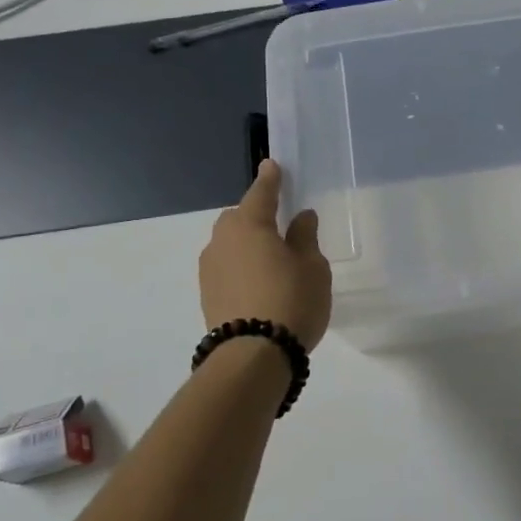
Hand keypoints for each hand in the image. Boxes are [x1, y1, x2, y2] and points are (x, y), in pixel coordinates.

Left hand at [199, 159, 331, 349]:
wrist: (253, 356)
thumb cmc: (291, 300)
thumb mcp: (312, 267)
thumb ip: (305, 237)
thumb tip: (300, 217)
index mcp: (250, 225)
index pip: (261, 192)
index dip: (270, 179)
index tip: (272, 164)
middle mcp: (222, 240)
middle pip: (239, 218)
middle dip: (256, 215)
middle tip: (279, 223)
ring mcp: (210, 269)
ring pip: (230, 244)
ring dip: (247, 244)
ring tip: (272, 259)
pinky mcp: (207, 294)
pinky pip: (227, 267)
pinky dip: (241, 267)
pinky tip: (259, 282)